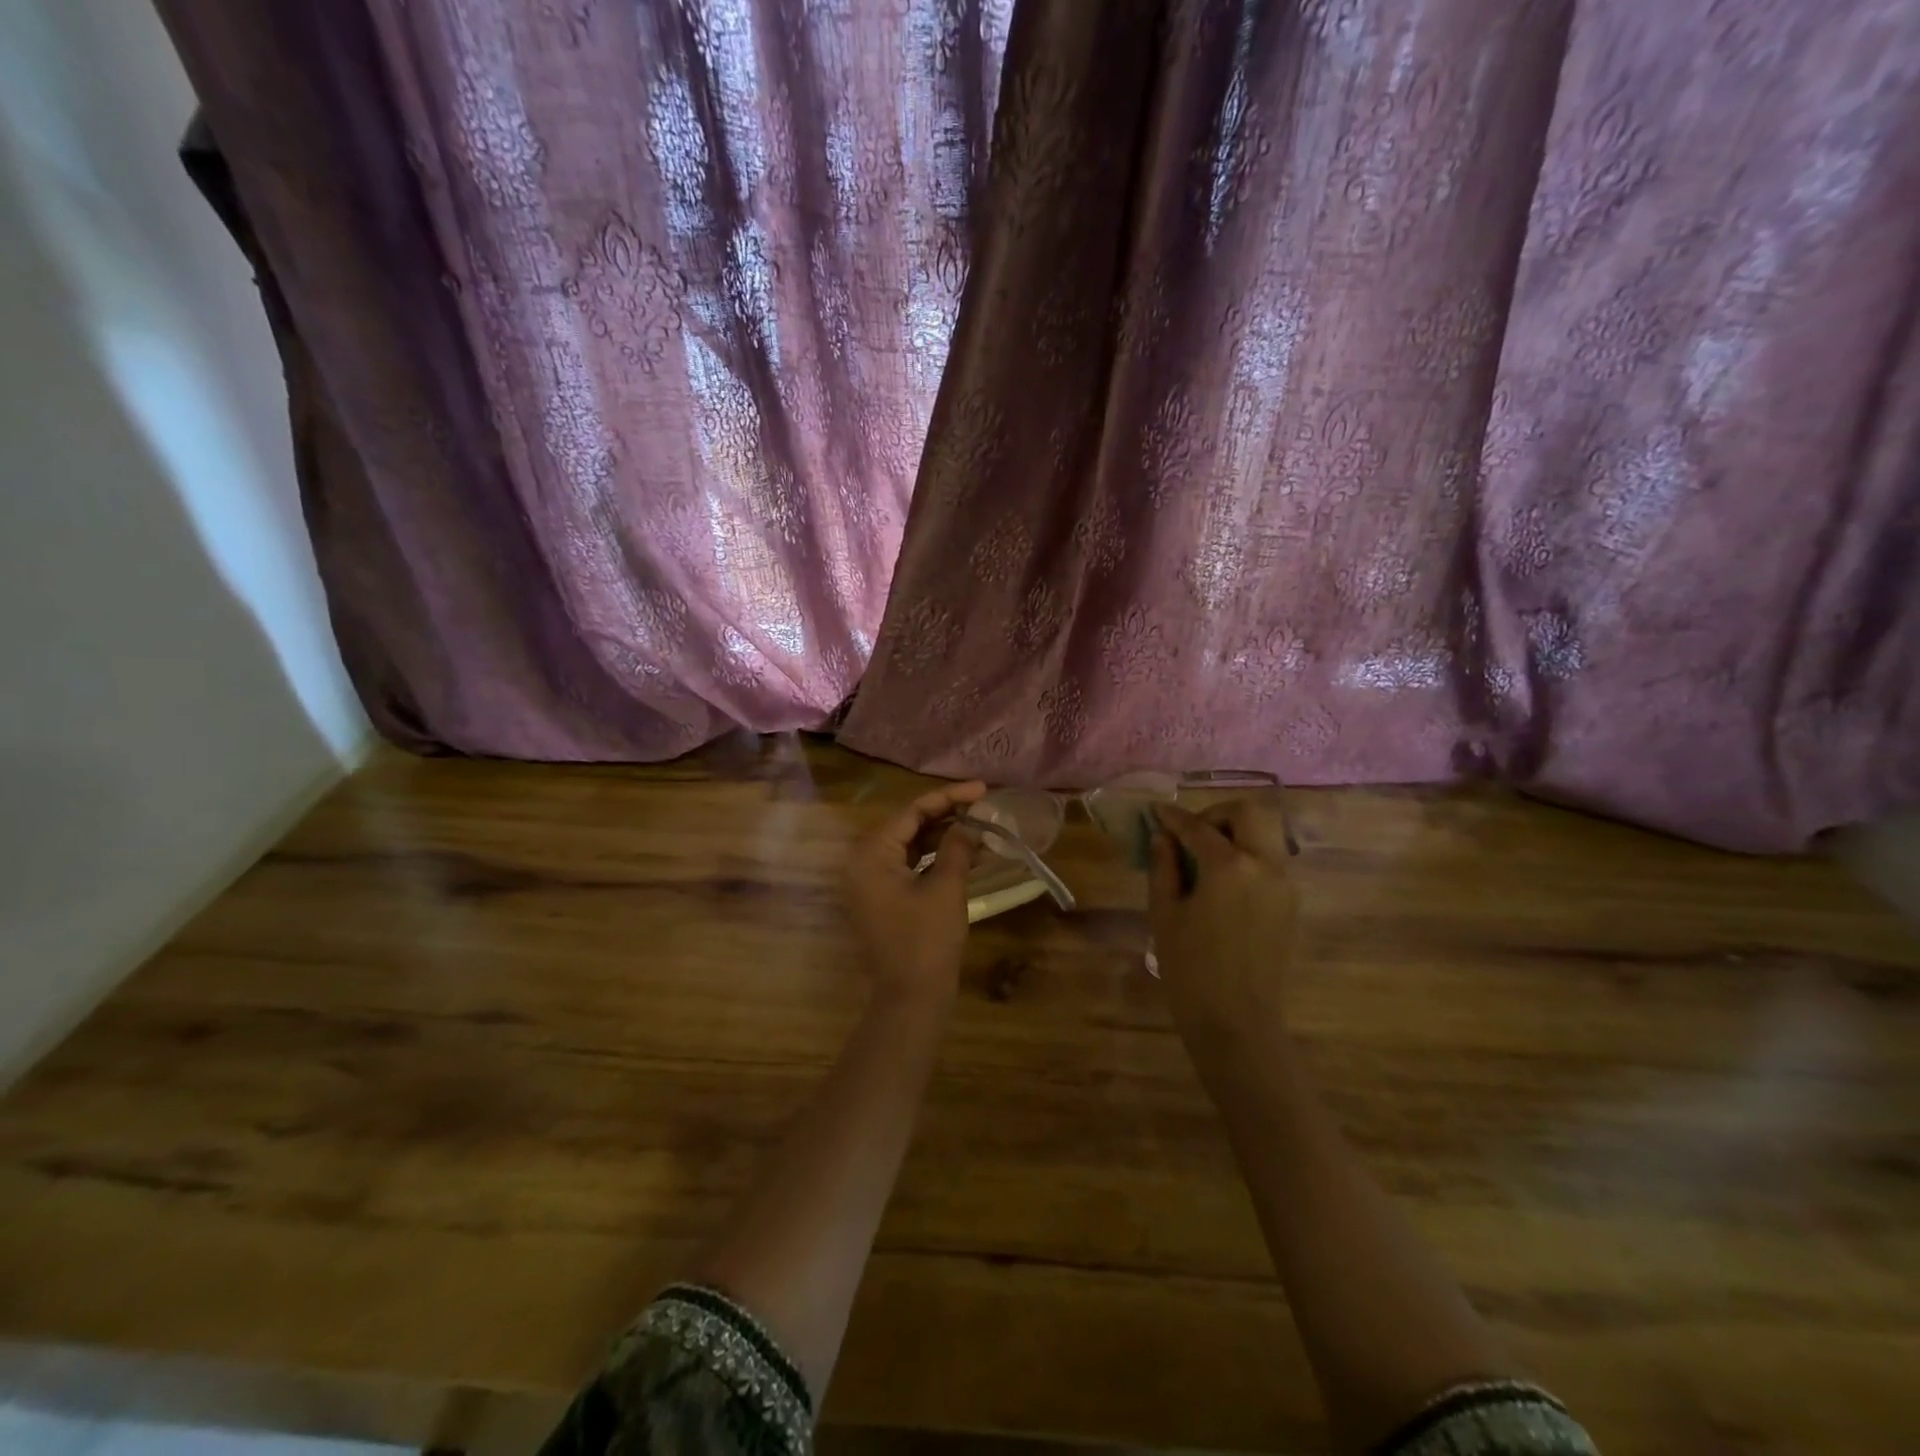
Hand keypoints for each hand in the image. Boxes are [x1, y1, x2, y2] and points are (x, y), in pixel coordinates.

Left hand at [844, 781, 985, 1005]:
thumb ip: (957, 846)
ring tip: (980, 828)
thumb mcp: (946, 887)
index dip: (949, 797)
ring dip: (943, 837)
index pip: (911, 812)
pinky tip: (966, 854)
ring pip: (910, 846)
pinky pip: (909, 867)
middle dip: (946, 816)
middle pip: (908, 826)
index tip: (981, 789)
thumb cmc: (927, 939)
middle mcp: (863, 862)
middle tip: (982, 807)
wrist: (911, 997)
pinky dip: (935, 859)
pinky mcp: (883, 899)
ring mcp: (871, 883)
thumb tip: (971, 822)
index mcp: (871, 854)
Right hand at [1148, 799, 1298, 1075]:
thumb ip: (1163, 866)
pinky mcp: (1290, 904)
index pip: (1197, 826)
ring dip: (1232, 834)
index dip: (1172, 817)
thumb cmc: (1190, 969)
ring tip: (1201, 860)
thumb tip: (1163, 837)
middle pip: (1246, 814)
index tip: (1155, 813)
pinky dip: (1245, 857)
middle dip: (1214, 815)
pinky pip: (1268, 862)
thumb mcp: (1164, 913)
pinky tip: (1220, 883)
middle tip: (1187, 835)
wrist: (1237, 1022)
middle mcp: (1265, 866)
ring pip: (1262, 835)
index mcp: (1229, 866)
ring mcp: (1284, 884)